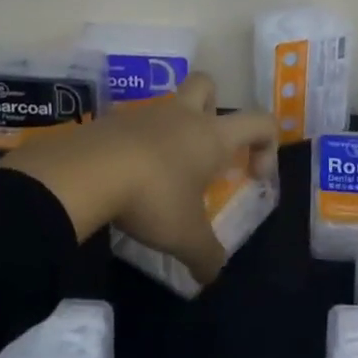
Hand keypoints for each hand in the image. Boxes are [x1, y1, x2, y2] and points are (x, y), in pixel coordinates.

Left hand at [0, 74, 278, 286]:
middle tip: (205, 148)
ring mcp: (147, 113)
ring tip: (163, 174)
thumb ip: (207, 256)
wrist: (90, 170)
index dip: (267, 145)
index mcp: (212, 135)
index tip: (253, 176)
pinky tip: (130, 176)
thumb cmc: (153, 196)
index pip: (260, 121)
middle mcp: (184, 115)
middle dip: (213, 107)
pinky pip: (136, 124)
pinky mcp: (115, 120)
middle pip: (207, 84)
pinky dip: (139, 144)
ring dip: (172, 131)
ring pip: (169, 105)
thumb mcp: (185, 237)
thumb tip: (213, 273)